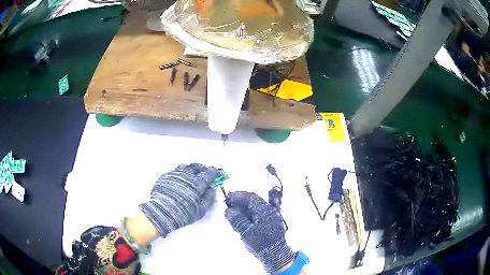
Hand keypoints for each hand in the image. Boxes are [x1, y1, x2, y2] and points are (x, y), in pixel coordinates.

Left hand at [139, 163, 217, 236]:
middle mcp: (187, 176)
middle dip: (202, 168)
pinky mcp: (166, 176)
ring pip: (185, 166)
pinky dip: (180, 173)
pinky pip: (175, 171)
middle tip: (204, 172)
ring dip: (191, 169)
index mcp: (197, 184)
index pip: (208, 174)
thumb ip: (208, 198)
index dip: (213, 172)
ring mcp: (175, 175)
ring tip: (191, 174)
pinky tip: (180, 179)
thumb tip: (212, 189)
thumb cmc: (183, 213)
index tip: (215, 172)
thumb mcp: (200, 210)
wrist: (161, 212)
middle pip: (197, 167)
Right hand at [225, 192, 294, 272]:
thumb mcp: (246, 232)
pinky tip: (240, 223)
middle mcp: (269, 212)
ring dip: (243, 211)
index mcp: (266, 210)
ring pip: (254, 211)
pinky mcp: (269, 226)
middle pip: (253, 203)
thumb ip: (237, 220)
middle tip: (228, 207)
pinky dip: (247, 218)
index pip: (251, 198)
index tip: (228, 197)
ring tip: (232, 217)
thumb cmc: (261, 243)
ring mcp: (270, 219)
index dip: (238, 196)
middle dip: (240, 204)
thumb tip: (228, 211)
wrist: (275, 256)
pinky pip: (257, 218)